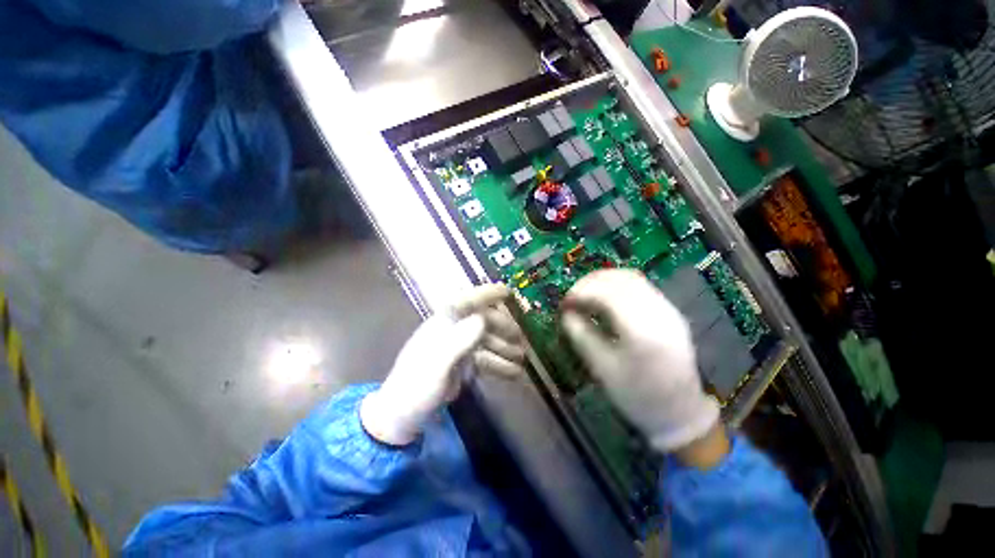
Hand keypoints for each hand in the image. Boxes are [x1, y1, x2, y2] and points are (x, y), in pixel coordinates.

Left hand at [361, 284, 525, 445]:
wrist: (402, 416)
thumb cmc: (417, 387)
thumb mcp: (437, 365)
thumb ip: (459, 340)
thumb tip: (482, 319)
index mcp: (443, 324)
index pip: (467, 301)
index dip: (487, 293)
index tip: (507, 291)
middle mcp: (452, 330)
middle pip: (482, 321)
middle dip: (503, 327)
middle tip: (521, 339)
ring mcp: (457, 347)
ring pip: (486, 341)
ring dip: (504, 348)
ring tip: (523, 358)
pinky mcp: (461, 364)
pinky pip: (484, 359)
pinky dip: (499, 365)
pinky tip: (515, 374)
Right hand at [561, 270, 719, 452]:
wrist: (680, 412)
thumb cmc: (638, 396)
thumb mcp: (603, 370)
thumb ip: (582, 336)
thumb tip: (566, 314)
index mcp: (642, 332)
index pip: (608, 294)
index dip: (582, 292)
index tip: (564, 302)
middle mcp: (659, 313)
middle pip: (621, 279)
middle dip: (591, 282)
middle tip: (572, 295)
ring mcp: (668, 310)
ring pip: (632, 278)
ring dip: (604, 280)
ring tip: (585, 292)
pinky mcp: (670, 312)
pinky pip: (641, 286)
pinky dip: (618, 284)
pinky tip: (605, 296)